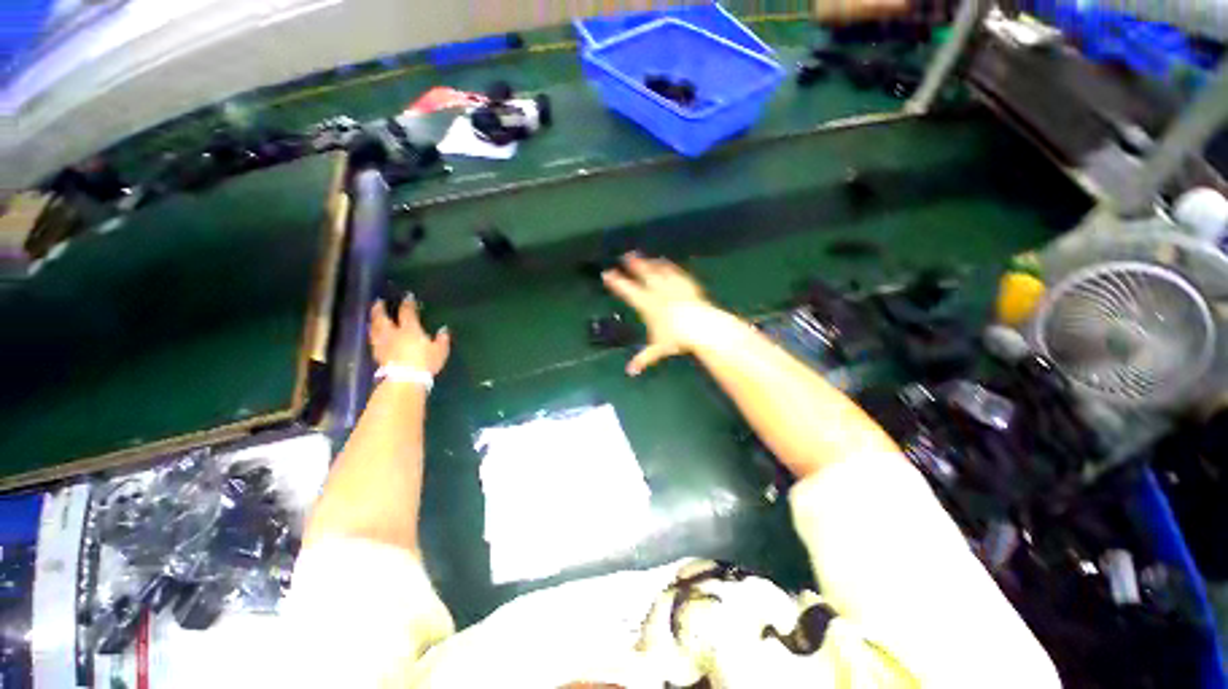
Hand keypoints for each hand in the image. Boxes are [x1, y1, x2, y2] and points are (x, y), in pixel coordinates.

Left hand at [369, 296, 450, 374]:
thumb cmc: (425, 362)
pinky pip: (374, 341)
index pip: (407, 312)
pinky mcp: (378, 355)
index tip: (408, 296)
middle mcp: (393, 333)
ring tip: (373, 317)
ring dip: (373, 321)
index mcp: (409, 329)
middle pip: (383, 318)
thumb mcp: (440, 350)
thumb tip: (443, 329)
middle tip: (378, 302)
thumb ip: (442, 339)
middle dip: (380, 309)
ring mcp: (383, 344)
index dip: (408, 303)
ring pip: (375, 329)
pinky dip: (373, 335)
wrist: (405, 379)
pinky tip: (374, 336)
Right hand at [602, 253, 717, 375]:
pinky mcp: (687, 286)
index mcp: (648, 305)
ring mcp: (674, 287)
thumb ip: (644, 358)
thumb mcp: (658, 349)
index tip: (607, 273)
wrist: (701, 326)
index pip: (628, 291)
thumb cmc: (677, 338)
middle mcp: (659, 292)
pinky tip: (668, 263)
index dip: (617, 282)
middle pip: (644, 275)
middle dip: (634, 265)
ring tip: (645, 257)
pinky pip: (675, 273)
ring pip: (659, 271)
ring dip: (651, 263)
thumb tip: (630, 372)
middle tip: (626, 255)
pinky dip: (670, 267)